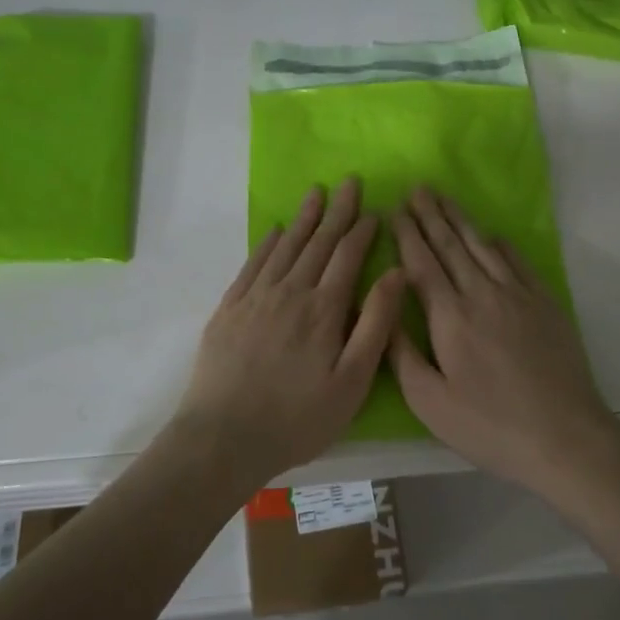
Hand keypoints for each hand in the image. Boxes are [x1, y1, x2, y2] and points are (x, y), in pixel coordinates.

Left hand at [176, 177, 406, 486]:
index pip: (348, 257)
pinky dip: (267, 244)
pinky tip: (275, 231)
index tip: (375, 210)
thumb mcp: (351, 383)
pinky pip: (252, 264)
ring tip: (316, 193)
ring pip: (285, 247)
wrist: (223, 437)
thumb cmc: (297, 419)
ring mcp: (255, 298)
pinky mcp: (229, 309)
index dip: (363, 232)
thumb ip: (375, 325)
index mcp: (323, 310)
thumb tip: (396, 274)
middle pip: (318, 243)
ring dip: (303, 219)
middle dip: (337, 211)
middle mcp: (290, 292)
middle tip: (349, 182)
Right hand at [389, 188, 618, 489]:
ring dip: (461, 220)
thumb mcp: (430, 402)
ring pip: (483, 246)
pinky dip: (499, 243)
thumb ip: (401, 353)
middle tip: (417, 188)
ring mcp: (518, 295)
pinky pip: (517, 260)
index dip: (407, 235)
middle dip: (431, 215)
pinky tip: (490, 234)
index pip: (422, 263)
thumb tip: (383, 309)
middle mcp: (482, 294)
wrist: (565, 436)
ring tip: (444, 198)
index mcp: (450, 317)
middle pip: (451, 245)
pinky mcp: (545, 303)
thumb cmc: (490, 426)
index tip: (395, 209)